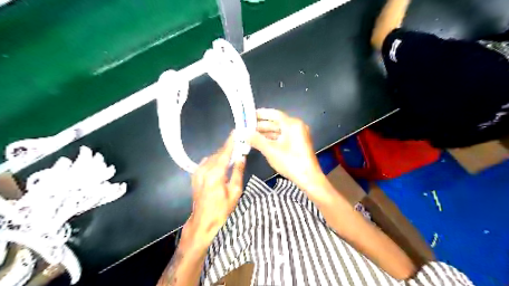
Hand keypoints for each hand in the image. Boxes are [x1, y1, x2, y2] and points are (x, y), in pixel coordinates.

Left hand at [185, 134, 246, 247]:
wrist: (203, 221)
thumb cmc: (222, 209)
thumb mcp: (235, 192)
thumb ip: (238, 172)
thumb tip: (241, 157)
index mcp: (215, 174)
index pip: (225, 153)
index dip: (231, 142)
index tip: (236, 133)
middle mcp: (204, 170)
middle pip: (218, 154)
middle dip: (228, 148)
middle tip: (238, 144)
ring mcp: (198, 172)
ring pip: (212, 157)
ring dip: (221, 154)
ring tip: (232, 154)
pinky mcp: (195, 175)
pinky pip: (206, 162)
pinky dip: (214, 159)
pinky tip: (221, 163)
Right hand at [250, 109, 325, 191]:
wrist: (308, 178)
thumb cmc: (290, 162)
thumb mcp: (270, 150)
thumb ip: (256, 139)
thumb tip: (242, 132)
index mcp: (292, 124)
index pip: (274, 114)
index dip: (260, 114)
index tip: (248, 115)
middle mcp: (296, 126)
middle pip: (276, 122)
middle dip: (261, 125)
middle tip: (246, 127)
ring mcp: (298, 135)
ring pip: (279, 130)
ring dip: (265, 133)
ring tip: (250, 134)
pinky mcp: (298, 143)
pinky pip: (283, 137)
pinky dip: (272, 139)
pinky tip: (261, 141)